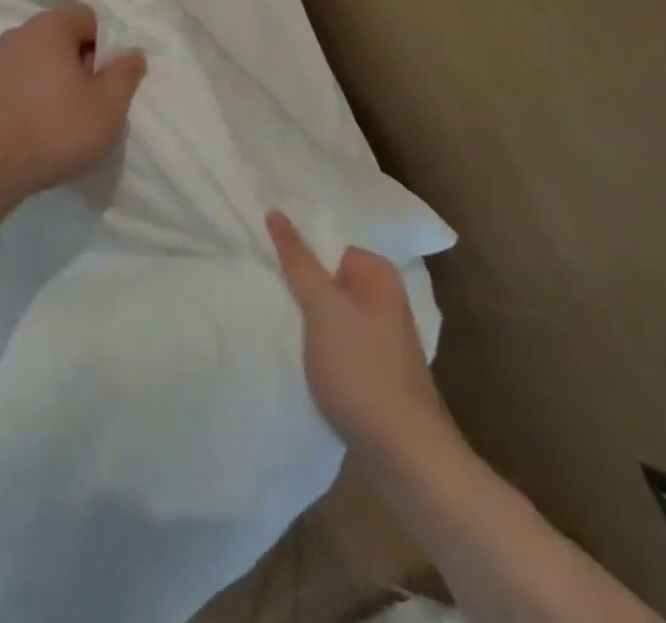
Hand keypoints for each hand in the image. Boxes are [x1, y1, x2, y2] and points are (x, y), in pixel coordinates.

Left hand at [0, 4, 147, 196]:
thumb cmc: (57, 128)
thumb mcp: (109, 105)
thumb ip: (125, 73)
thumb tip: (132, 52)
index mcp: (49, 26)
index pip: (87, 18)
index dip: (105, 47)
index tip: (108, 81)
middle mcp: (18, 33)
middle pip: (61, 38)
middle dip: (80, 64)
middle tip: (90, 102)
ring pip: (37, 60)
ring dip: (53, 81)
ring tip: (62, 119)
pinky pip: (16, 82)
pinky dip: (29, 96)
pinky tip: (35, 127)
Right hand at [267, 210, 456, 463]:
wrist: (405, 454)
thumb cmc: (362, 368)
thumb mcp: (322, 306)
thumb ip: (298, 260)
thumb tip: (276, 211)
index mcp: (378, 273)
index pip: (325, 243)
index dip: (294, 249)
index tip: (261, 256)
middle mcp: (384, 297)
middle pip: (327, 276)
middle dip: (297, 282)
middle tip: (260, 283)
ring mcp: (381, 335)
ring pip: (330, 310)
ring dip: (304, 314)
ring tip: (271, 315)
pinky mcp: (373, 368)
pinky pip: (335, 338)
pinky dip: (315, 341)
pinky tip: (294, 350)